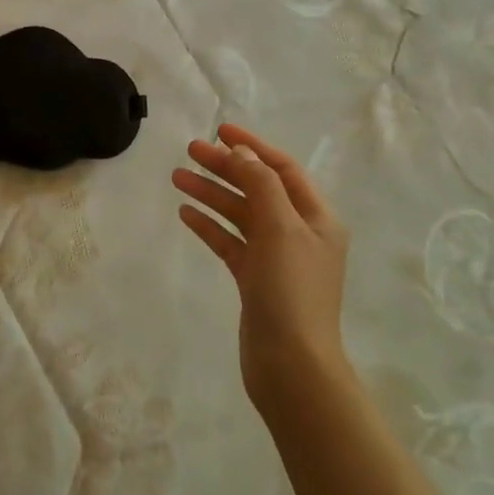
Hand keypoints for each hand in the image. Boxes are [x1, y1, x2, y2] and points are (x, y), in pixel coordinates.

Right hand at [172, 122, 351, 412]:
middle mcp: (299, 232)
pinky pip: (230, 241)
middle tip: (189, 151)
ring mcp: (276, 257)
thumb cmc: (291, 290)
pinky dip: (210, 225)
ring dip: (211, 193)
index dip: (252, 146)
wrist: (291, 364)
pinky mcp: (255, 279)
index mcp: (316, 217)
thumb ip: (261, 184)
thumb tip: (243, 151)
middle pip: (257, 188)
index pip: (282, 168)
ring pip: (240, 214)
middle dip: (225, 167)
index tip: (219, 129)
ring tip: (177, 177)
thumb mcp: (280, 227)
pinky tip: (186, 213)